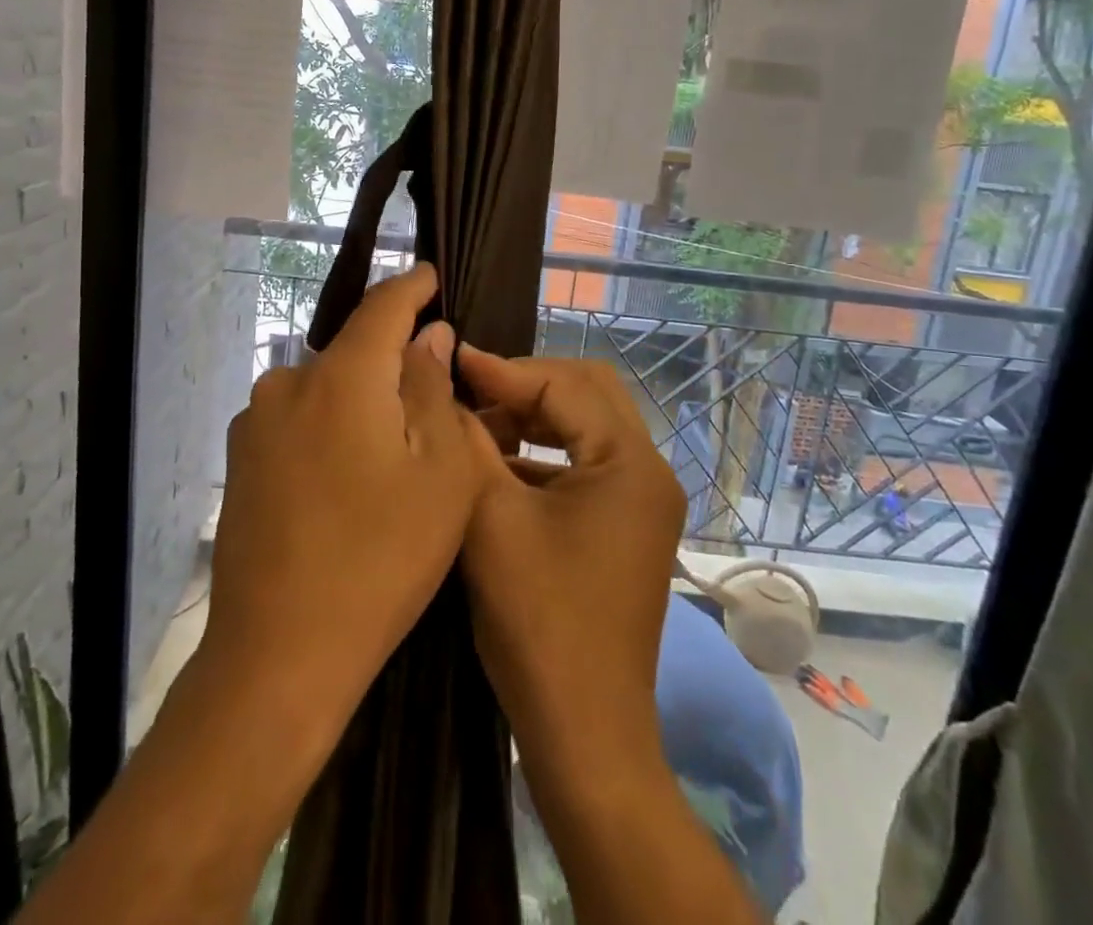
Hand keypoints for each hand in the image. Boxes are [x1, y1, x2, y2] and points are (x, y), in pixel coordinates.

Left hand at [203, 265, 494, 731]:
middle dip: (393, 360)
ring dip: (361, 400)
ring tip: (392, 450)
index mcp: (340, 376)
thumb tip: (430, 336)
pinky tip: (347, 478)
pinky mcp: (241, 459)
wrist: (277, 657)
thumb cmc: (380, 560)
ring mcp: (256, 422)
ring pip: (327, 387)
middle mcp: (288, 383)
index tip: (432, 275)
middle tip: (433, 397)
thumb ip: (434, 390)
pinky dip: (331, 426)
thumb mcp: (439, 474)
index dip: (412, 287)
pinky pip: (300, 419)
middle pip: (354, 350)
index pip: (382, 306)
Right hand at [456, 348, 685, 763]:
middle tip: (470, 389)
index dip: (504, 369)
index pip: (565, 384)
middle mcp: (648, 472)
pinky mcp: (626, 526)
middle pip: (588, 392)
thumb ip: (468, 442)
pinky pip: (584, 463)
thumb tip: (444, 388)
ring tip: (476, 423)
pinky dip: (542, 453)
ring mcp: (642, 501)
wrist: (584, 733)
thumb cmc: (538, 620)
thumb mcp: (491, 519)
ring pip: (586, 426)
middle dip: (525, 384)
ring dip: (532, 417)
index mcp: (630, 463)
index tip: (452, 359)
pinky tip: (497, 464)